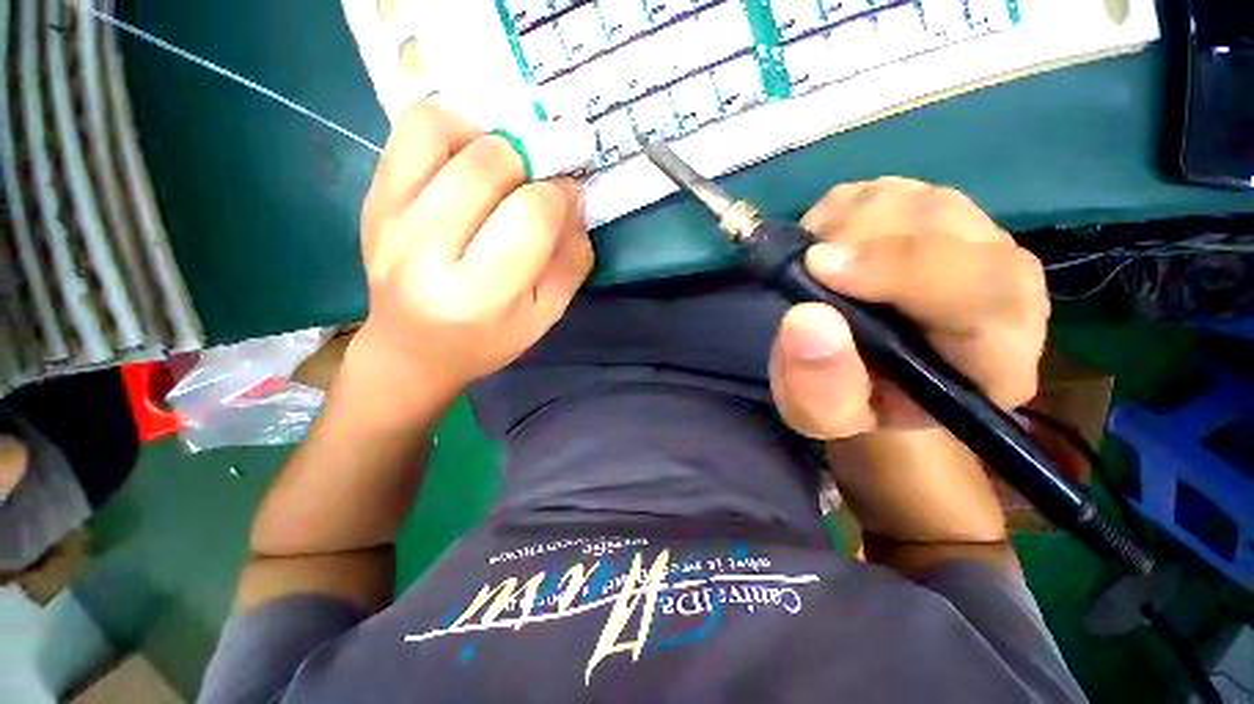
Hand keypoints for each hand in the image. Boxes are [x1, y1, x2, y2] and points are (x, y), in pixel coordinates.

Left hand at [353, 103, 592, 399]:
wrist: (412, 349)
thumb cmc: (487, 340)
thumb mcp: (545, 315)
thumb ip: (570, 261)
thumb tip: (574, 201)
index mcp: (479, 294)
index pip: (530, 215)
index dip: (560, 195)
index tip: (567, 199)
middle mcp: (426, 250)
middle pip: (489, 165)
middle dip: (530, 164)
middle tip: (537, 185)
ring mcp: (389, 217)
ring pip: (443, 131)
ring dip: (489, 139)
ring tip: (501, 170)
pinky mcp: (373, 197)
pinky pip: (412, 129)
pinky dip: (452, 128)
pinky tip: (467, 160)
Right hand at [770, 178, 1048, 438]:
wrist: (868, 377)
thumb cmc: (852, 403)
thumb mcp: (823, 417)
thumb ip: (819, 387)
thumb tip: (805, 318)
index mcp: (995, 356)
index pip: (984, 292)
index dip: (901, 268)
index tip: (818, 267)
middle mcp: (1004, 286)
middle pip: (945, 224)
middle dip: (859, 238)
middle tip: (803, 267)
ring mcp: (971, 239)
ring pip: (912, 198)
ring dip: (844, 225)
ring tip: (813, 268)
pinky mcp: (934, 213)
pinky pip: (883, 189)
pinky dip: (838, 212)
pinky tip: (824, 249)